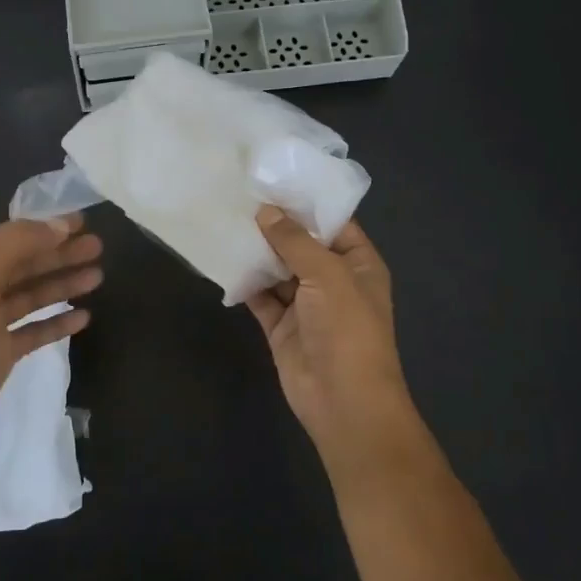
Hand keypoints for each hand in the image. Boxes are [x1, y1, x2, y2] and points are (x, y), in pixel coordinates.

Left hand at [0, 215, 102, 454]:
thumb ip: (19, 244)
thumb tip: (60, 225)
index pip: (13, 236)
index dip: (47, 228)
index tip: (84, 222)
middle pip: (26, 264)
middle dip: (61, 254)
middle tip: (99, 247)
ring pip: (33, 295)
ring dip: (63, 284)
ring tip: (97, 276)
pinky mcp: (1, 352)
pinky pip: (35, 330)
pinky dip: (58, 322)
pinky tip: (84, 317)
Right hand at [246, 206, 413, 465]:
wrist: (343, 401)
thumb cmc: (347, 329)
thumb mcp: (327, 275)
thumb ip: (295, 241)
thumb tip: (266, 212)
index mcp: (358, 263)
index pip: (332, 223)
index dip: (305, 202)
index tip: (272, 179)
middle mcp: (332, 280)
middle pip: (301, 245)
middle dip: (274, 224)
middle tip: (238, 194)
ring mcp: (305, 305)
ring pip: (277, 270)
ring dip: (256, 251)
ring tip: (224, 219)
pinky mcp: (280, 326)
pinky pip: (260, 296)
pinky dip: (244, 282)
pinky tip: (221, 258)